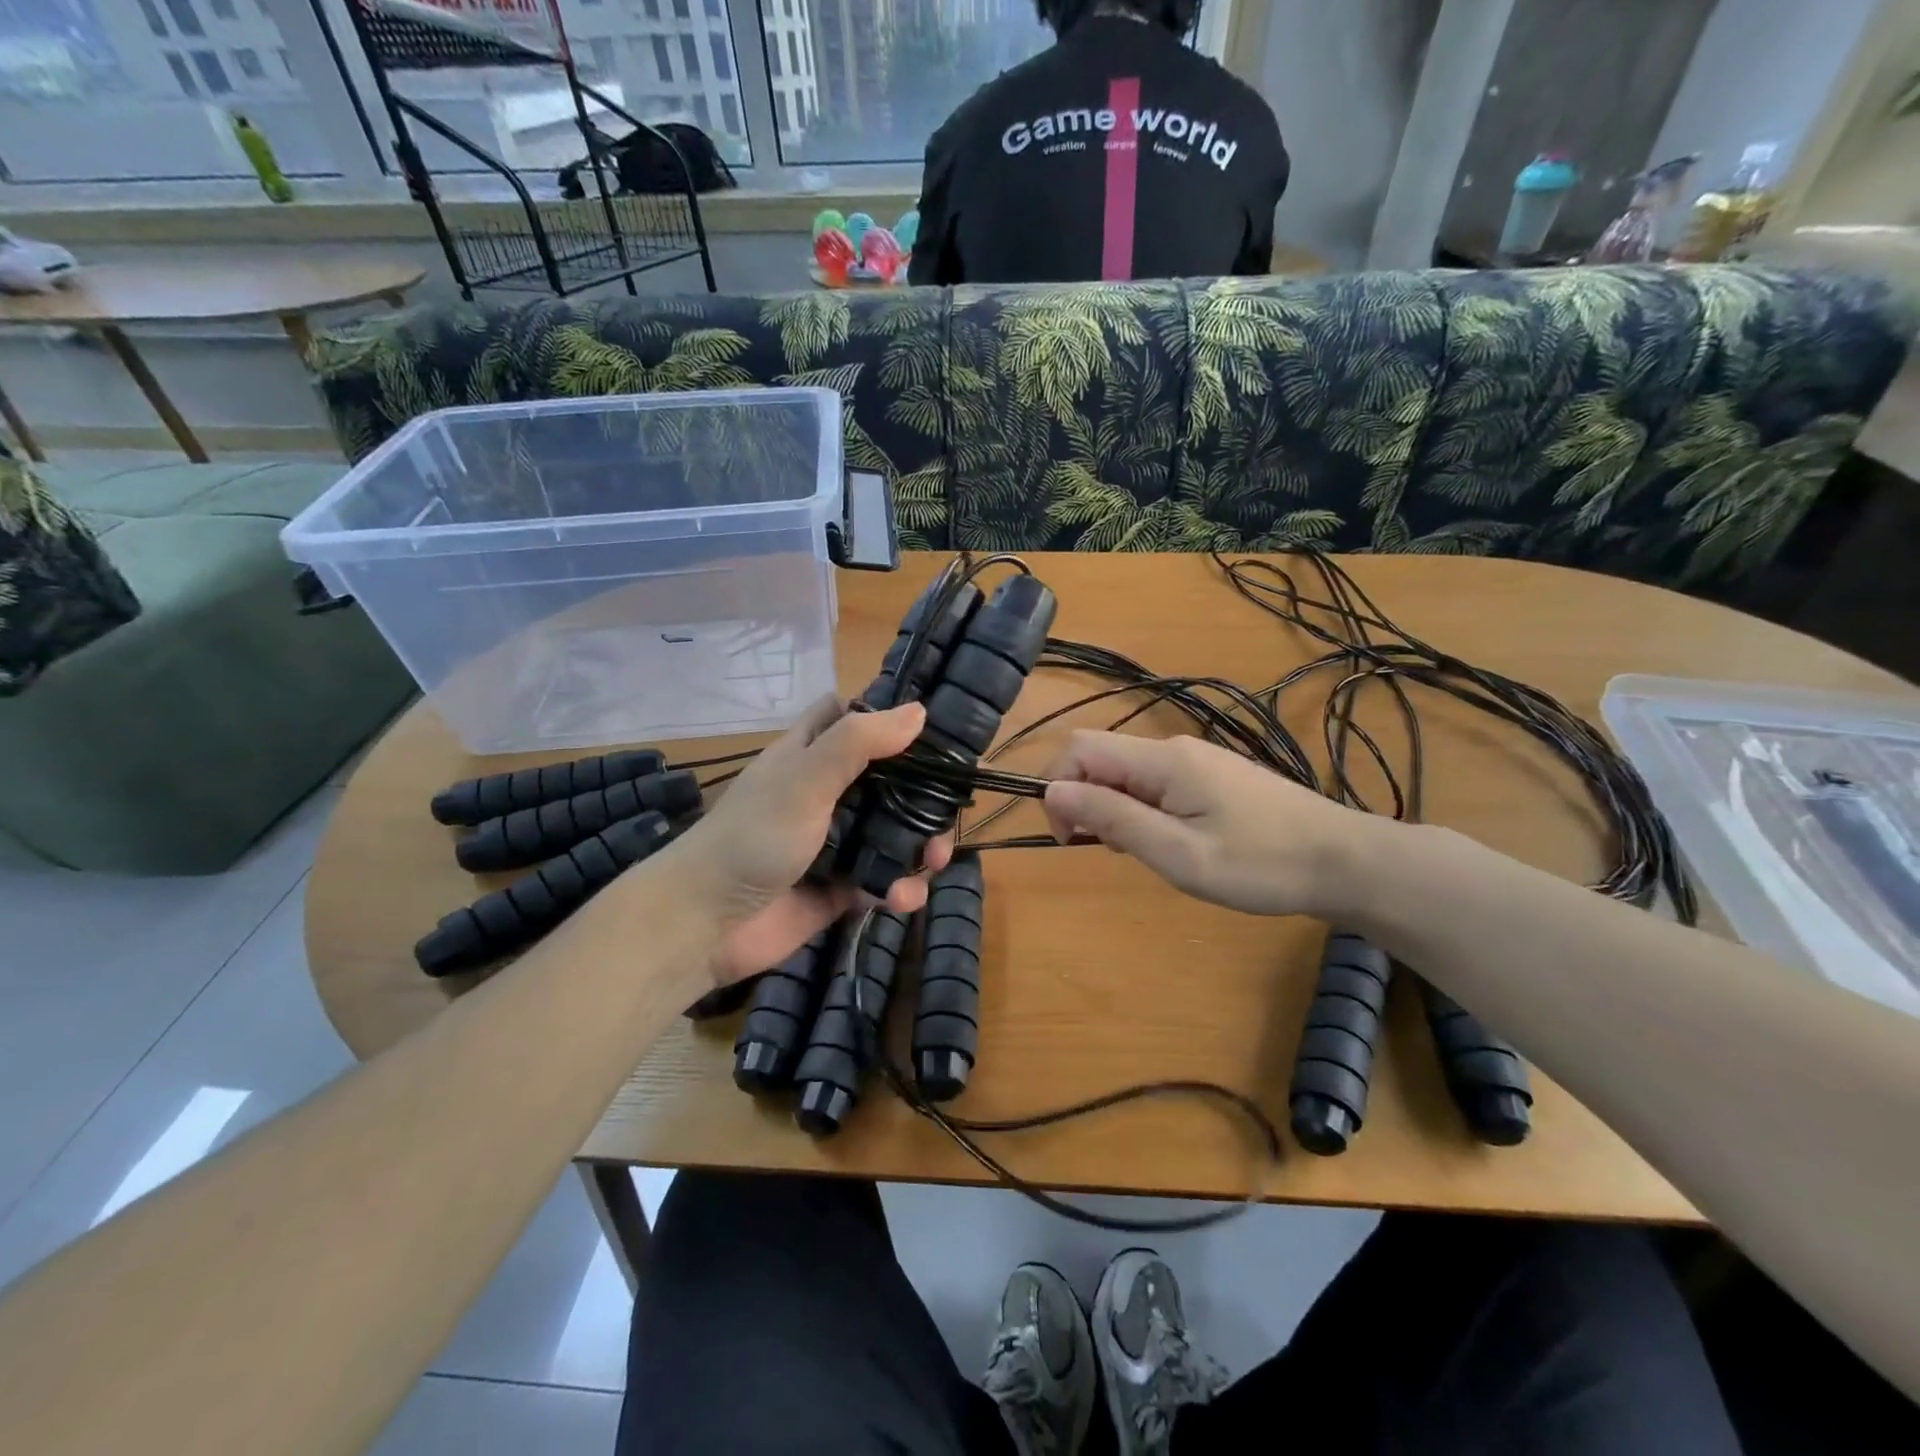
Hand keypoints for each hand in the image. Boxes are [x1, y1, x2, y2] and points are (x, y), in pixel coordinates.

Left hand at [670, 695, 952, 985]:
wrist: (706, 924)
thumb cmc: (753, 837)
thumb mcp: (805, 780)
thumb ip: (858, 743)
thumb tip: (919, 711)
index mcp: (811, 755)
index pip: (851, 719)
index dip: (887, 717)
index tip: (933, 729)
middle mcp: (825, 793)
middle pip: (888, 781)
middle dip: (922, 797)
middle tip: (946, 815)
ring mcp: (833, 842)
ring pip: (891, 833)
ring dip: (920, 848)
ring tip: (933, 864)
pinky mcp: (839, 888)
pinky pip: (882, 880)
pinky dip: (899, 888)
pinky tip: (901, 899)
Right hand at [1042, 731, 1374, 919]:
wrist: (1344, 861)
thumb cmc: (1260, 864)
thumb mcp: (1178, 853)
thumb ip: (1113, 818)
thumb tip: (1053, 791)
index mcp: (1162, 761)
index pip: (1080, 749)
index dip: (1059, 788)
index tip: (1071, 838)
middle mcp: (1175, 748)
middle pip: (1101, 757)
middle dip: (1086, 800)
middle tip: (1114, 850)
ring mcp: (1198, 759)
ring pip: (1127, 771)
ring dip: (1115, 808)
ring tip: (1148, 852)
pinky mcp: (1214, 775)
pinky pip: (1155, 782)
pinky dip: (1143, 808)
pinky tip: (1173, 841)